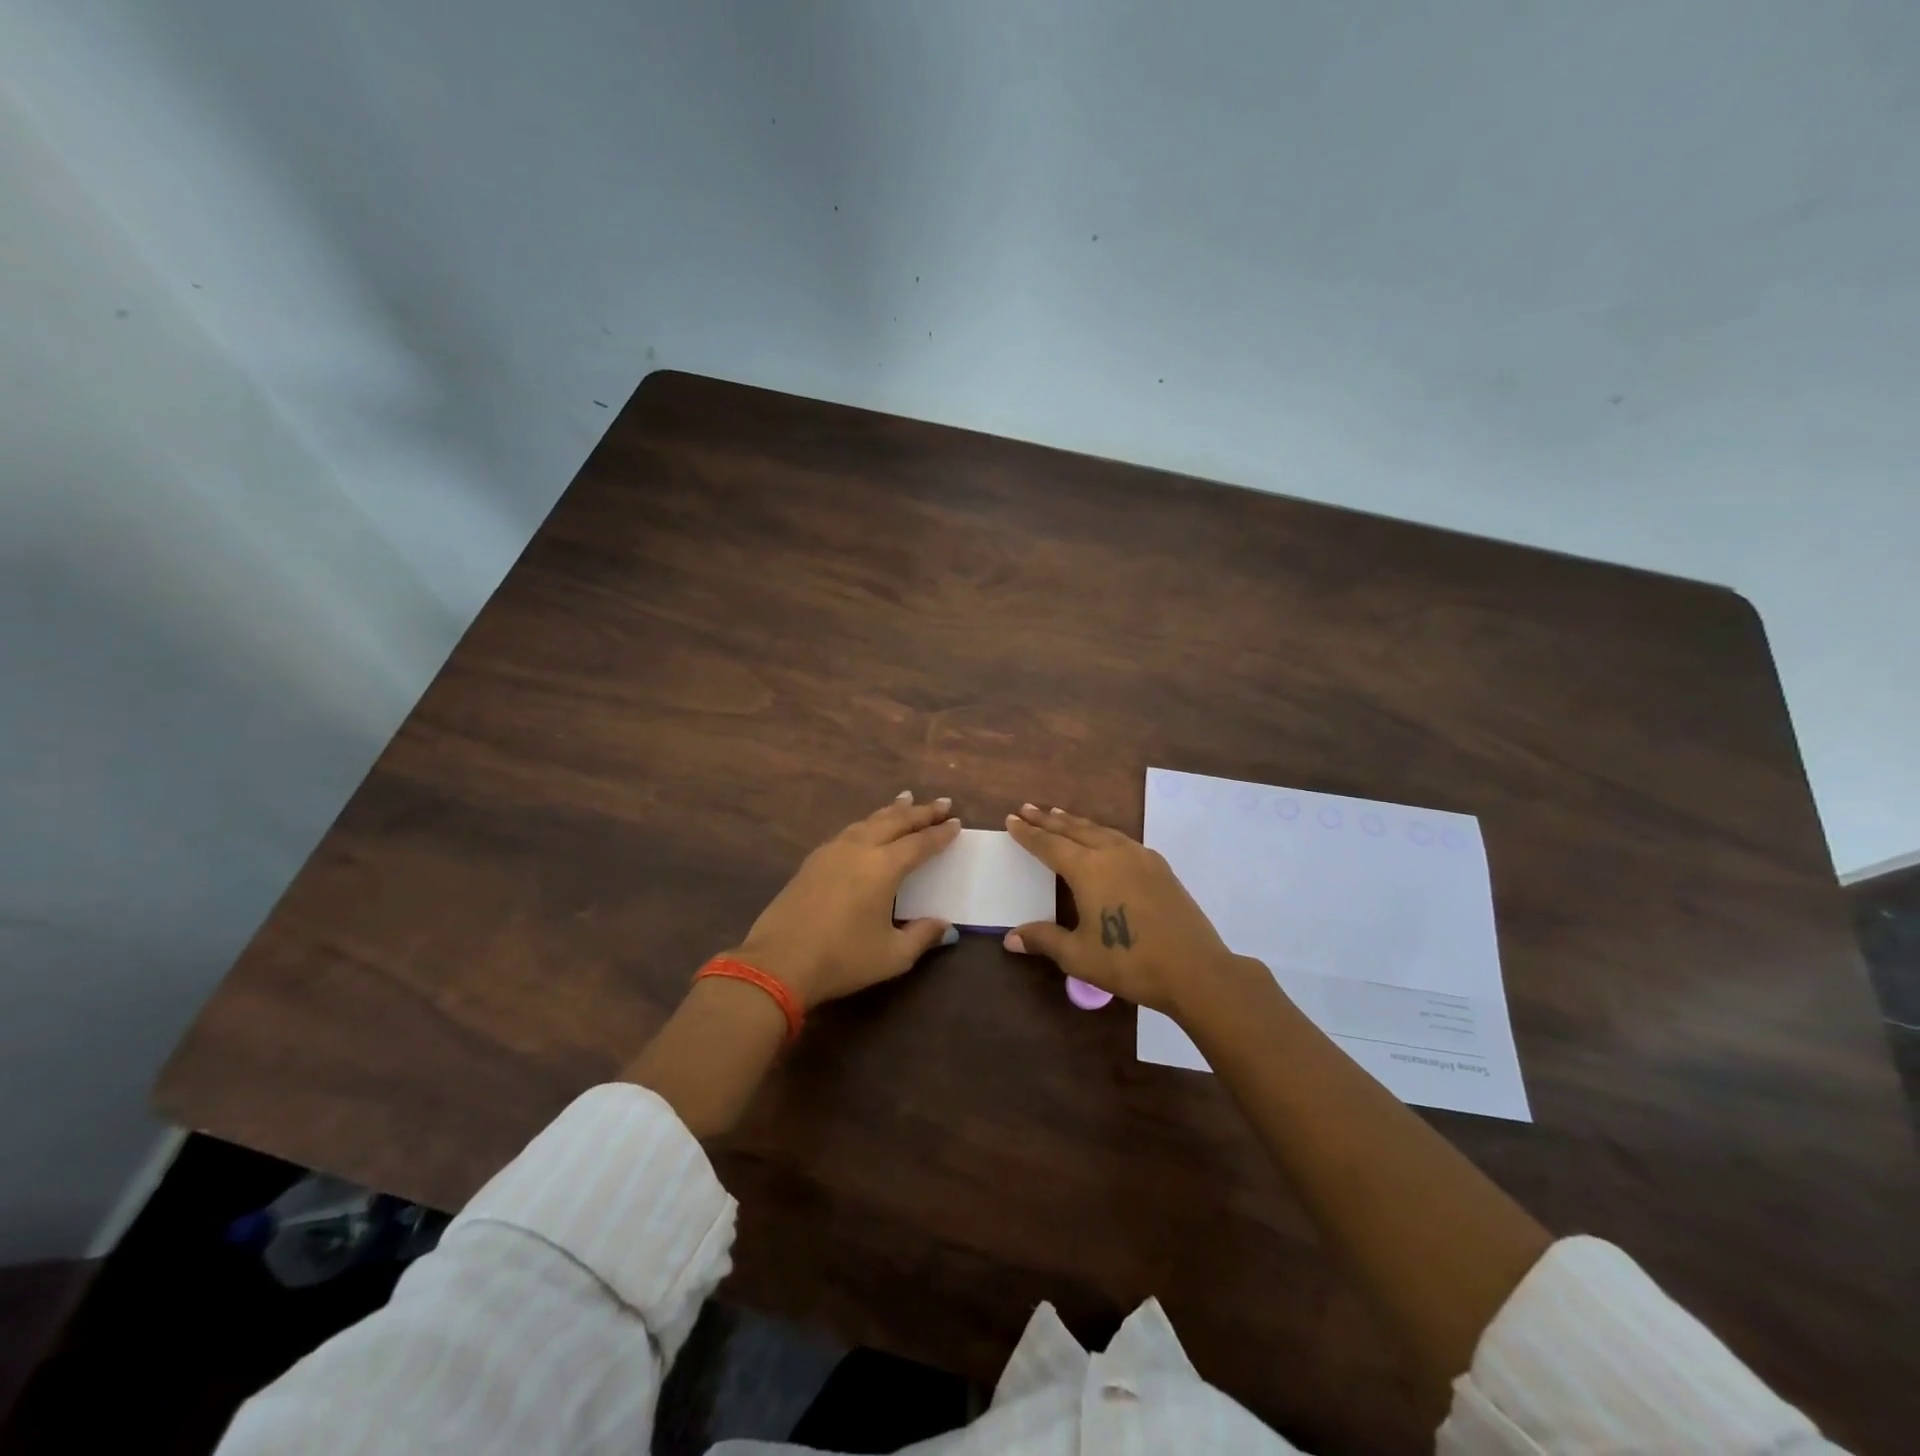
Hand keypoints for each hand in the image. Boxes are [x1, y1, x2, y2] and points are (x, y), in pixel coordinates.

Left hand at [726, 792, 961, 1008]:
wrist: (778, 963)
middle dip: (921, 811)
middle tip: (941, 802)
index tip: (956, 822)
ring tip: (906, 799)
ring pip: (869, 821)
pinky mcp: (812, 861)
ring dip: (892, 811)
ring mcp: (832, 851)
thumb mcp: (892, 956)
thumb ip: (922, 936)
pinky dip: (867, 822)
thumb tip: (946, 926)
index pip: (919, 843)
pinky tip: (867, 827)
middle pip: (895, 822)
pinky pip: (849, 830)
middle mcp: (859, 849)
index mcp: (883, 867)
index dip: (940, 833)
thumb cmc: (842, 959)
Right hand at [1002, 804, 1242, 1017]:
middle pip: (1074, 829)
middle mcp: (1112, 853)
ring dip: (1076, 822)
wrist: (1195, 968)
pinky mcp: (1159, 867)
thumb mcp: (1079, 955)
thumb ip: (1044, 940)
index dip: (1029, 833)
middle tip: (1027, 808)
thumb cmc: (1129, 962)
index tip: (1011, 819)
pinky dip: (1102, 833)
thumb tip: (1010, 938)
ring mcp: (1140, 857)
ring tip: (1059, 815)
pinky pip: (1121, 839)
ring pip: (1100, 830)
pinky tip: (1103, 839)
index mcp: (1088, 870)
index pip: (1049, 845)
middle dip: (1048, 819)